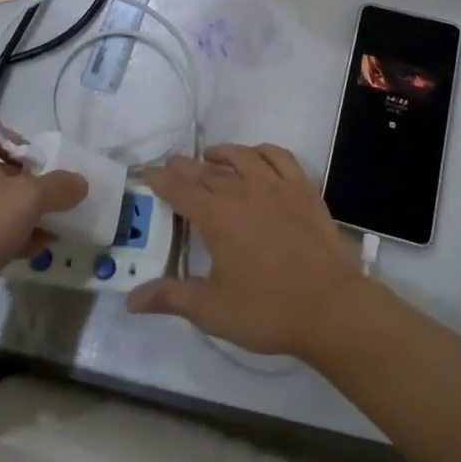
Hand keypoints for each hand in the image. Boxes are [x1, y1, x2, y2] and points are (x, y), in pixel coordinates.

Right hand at [126, 144, 364, 355]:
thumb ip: (171, 298)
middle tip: (172, 163)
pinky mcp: (303, 189)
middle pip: (207, 171)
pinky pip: (280, 157)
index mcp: (216, 217)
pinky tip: (258, 157)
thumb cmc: (267, 310)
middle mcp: (243, 191)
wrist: (330, 307)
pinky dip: (263, 151)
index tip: (148, 173)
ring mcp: (276, 186)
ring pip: (242, 157)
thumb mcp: (212, 309)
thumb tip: (131, 300)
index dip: (161, 180)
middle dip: (185, 167)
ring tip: (211, 157)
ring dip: (222, 153)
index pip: (180, 190)